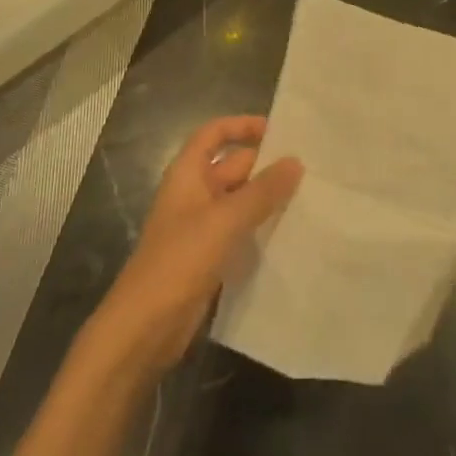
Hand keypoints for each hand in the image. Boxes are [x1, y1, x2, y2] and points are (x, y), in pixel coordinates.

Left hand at [90, 116, 302, 374]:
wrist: (143, 329)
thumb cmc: (178, 262)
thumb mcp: (224, 221)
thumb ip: (262, 191)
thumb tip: (296, 162)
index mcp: (187, 176)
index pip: (213, 134)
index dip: (242, 126)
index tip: (280, 130)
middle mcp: (194, 196)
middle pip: (233, 167)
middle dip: (266, 165)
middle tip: (311, 167)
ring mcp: (201, 228)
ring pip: (240, 202)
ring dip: (268, 198)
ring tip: (311, 196)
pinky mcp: (210, 258)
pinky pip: (241, 232)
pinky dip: (263, 228)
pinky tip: (293, 233)